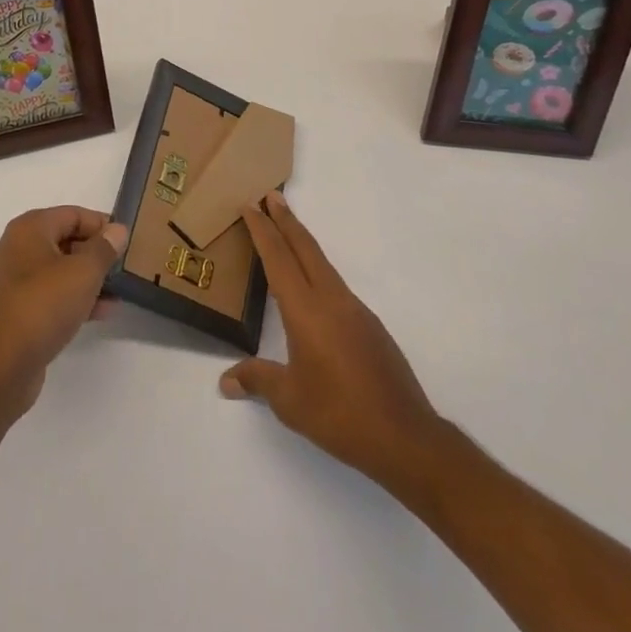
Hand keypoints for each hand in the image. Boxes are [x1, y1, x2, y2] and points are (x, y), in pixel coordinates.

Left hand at [0, 205, 126, 418]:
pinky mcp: (14, 311)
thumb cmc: (44, 305)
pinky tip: (99, 313)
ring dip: (87, 279)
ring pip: (58, 271)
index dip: (101, 224)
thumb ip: (104, 248)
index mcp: (28, 229)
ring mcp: (12, 282)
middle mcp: (16, 248)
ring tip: (116, 293)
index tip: (125, 241)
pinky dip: (73, 299)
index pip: (72, 214)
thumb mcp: (84, 272)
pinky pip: (49, 295)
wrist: (2, 366)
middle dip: (95, 254)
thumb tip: (117, 230)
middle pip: (64, 240)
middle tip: (122, 267)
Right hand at [220, 191, 443, 489]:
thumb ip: (257, 380)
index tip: (250, 205)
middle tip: (270, 195)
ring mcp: (354, 309)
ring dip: (302, 242)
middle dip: (285, 220)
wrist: (404, 436)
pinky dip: (317, 270)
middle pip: (304, 247)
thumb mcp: (289, 401)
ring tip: (287, 233)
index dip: (262, 230)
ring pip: (322, 263)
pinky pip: (335, 284)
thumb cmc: (339, 415)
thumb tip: (225, 381)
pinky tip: (313, 288)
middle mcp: (331, 299)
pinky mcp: (369, 325)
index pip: (278, 258)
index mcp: (306, 310)